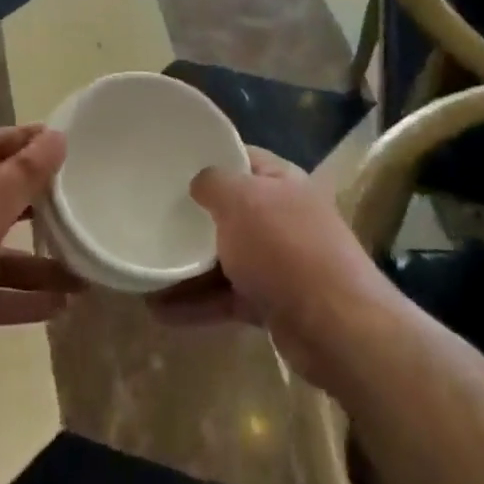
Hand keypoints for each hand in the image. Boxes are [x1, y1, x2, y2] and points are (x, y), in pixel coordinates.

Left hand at [0, 126, 77, 404]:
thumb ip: (22, 175)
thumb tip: (57, 134)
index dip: (25, 140)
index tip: (65, 142)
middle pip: (0, 199)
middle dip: (39, 201)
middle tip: (83, 204)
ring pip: (2, 253)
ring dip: (40, 261)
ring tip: (86, 269)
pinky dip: (24, 299)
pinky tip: (62, 307)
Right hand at [148, 148, 390, 391]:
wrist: (337, 327)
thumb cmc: (285, 248)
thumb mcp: (241, 201)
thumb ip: (213, 182)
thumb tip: (199, 183)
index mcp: (281, 181)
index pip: (240, 157)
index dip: (207, 156)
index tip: (169, 164)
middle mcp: (283, 216)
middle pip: (230, 210)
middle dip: (192, 218)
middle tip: (150, 218)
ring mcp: (280, 261)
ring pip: (225, 257)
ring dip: (187, 267)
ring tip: (145, 273)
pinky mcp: (273, 302)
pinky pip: (227, 296)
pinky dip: (198, 303)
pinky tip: (161, 311)